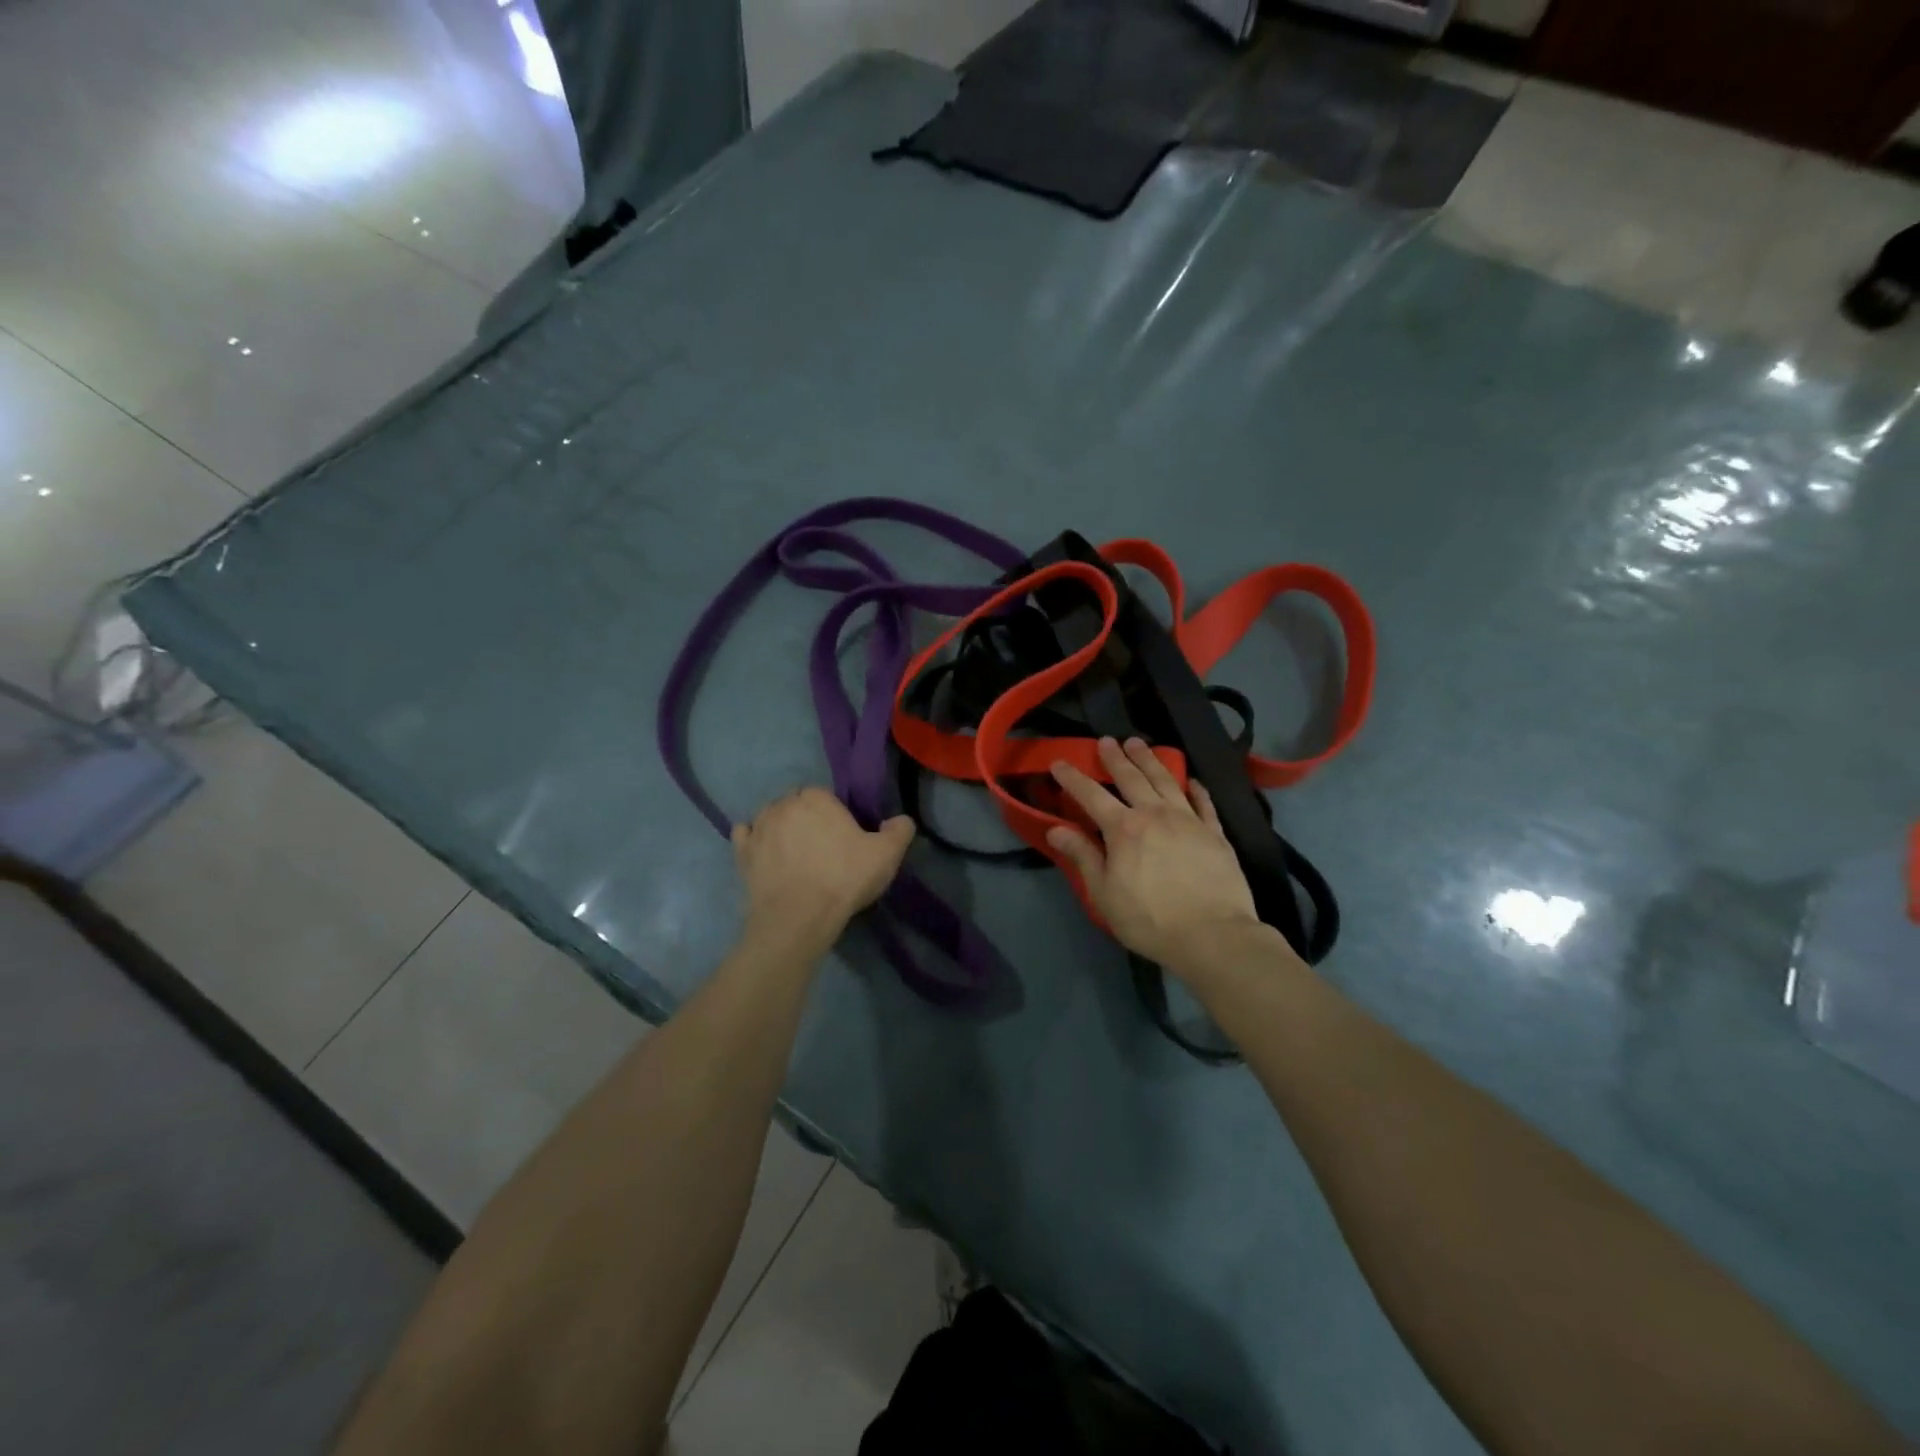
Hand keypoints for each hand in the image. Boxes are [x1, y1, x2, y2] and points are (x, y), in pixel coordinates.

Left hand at [732, 788, 914, 942]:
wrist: (798, 917)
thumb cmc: (844, 879)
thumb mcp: (886, 855)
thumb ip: (899, 831)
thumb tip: (900, 820)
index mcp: (817, 797)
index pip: (825, 795)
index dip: (835, 813)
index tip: (844, 835)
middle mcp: (783, 804)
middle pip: (796, 803)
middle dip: (806, 817)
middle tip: (822, 845)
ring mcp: (759, 828)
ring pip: (770, 816)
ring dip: (780, 827)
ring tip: (795, 852)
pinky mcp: (742, 853)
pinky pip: (745, 835)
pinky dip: (753, 839)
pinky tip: (764, 853)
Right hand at [1046, 738, 1260, 973]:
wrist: (1212, 935)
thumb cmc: (1149, 919)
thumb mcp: (1104, 893)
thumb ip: (1083, 856)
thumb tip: (1055, 828)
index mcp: (1124, 829)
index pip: (1091, 795)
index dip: (1073, 778)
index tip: (1059, 762)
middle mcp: (1155, 814)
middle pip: (1132, 778)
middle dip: (1115, 758)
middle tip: (1106, 740)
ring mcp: (1189, 820)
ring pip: (1166, 780)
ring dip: (1150, 760)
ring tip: (1139, 744)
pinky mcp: (1215, 833)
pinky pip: (1204, 803)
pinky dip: (1196, 788)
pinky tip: (1192, 780)